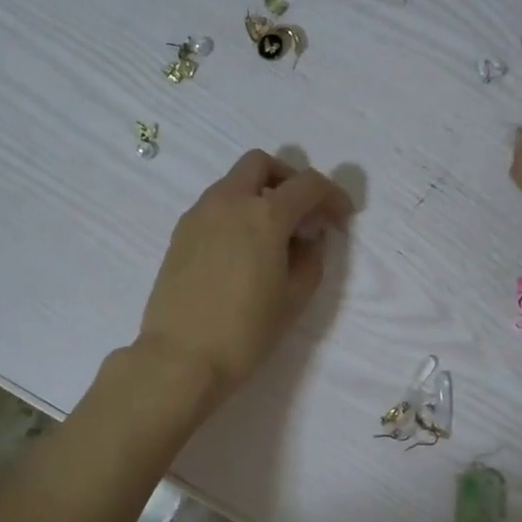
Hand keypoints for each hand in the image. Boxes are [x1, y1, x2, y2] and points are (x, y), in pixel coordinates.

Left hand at [137, 149, 352, 404]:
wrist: (181, 358)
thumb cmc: (246, 332)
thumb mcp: (294, 298)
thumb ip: (311, 258)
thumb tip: (308, 236)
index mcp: (264, 215)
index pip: (308, 184)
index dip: (332, 196)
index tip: (341, 219)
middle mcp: (228, 202)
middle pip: (262, 164)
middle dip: (289, 180)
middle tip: (302, 215)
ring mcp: (199, 215)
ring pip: (234, 183)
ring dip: (260, 195)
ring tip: (273, 238)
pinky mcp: (180, 234)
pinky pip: (215, 206)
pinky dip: (236, 213)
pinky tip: (243, 251)